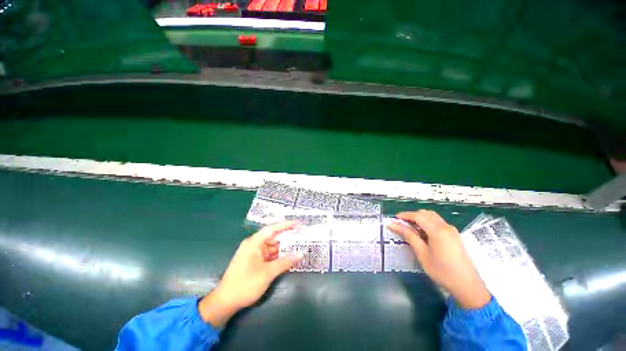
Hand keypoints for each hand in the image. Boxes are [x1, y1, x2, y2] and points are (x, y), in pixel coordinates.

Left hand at [198, 221, 302, 326]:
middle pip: (273, 237)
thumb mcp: (267, 273)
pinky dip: (278, 256)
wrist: (225, 302)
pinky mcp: (255, 262)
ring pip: (272, 247)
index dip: (286, 225)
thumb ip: (285, 262)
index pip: (272, 229)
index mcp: (254, 242)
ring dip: (284, 248)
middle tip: (301, 235)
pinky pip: (269, 255)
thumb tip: (300, 253)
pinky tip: (288, 257)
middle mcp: (254, 245)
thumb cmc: (245, 284)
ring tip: (298, 246)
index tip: (298, 223)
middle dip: (287, 237)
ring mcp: (254, 254)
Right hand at [387, 210, 490, 308]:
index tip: (394, 220)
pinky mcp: (454, 235)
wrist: (467, 286)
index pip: (418, 215)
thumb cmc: (442, 271)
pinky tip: (423, 234)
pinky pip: (438, 223)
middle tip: (401, 225)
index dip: (404, 215)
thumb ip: (408, 236)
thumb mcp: (422, 253)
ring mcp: (452, 230)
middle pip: (425, 213)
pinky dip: (427, 223)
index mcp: (438, 230)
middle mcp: (446, 226)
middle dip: (411, 216)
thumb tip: (393, 225)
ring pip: (432, 217)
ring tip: (410, 229)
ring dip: (420, 219)